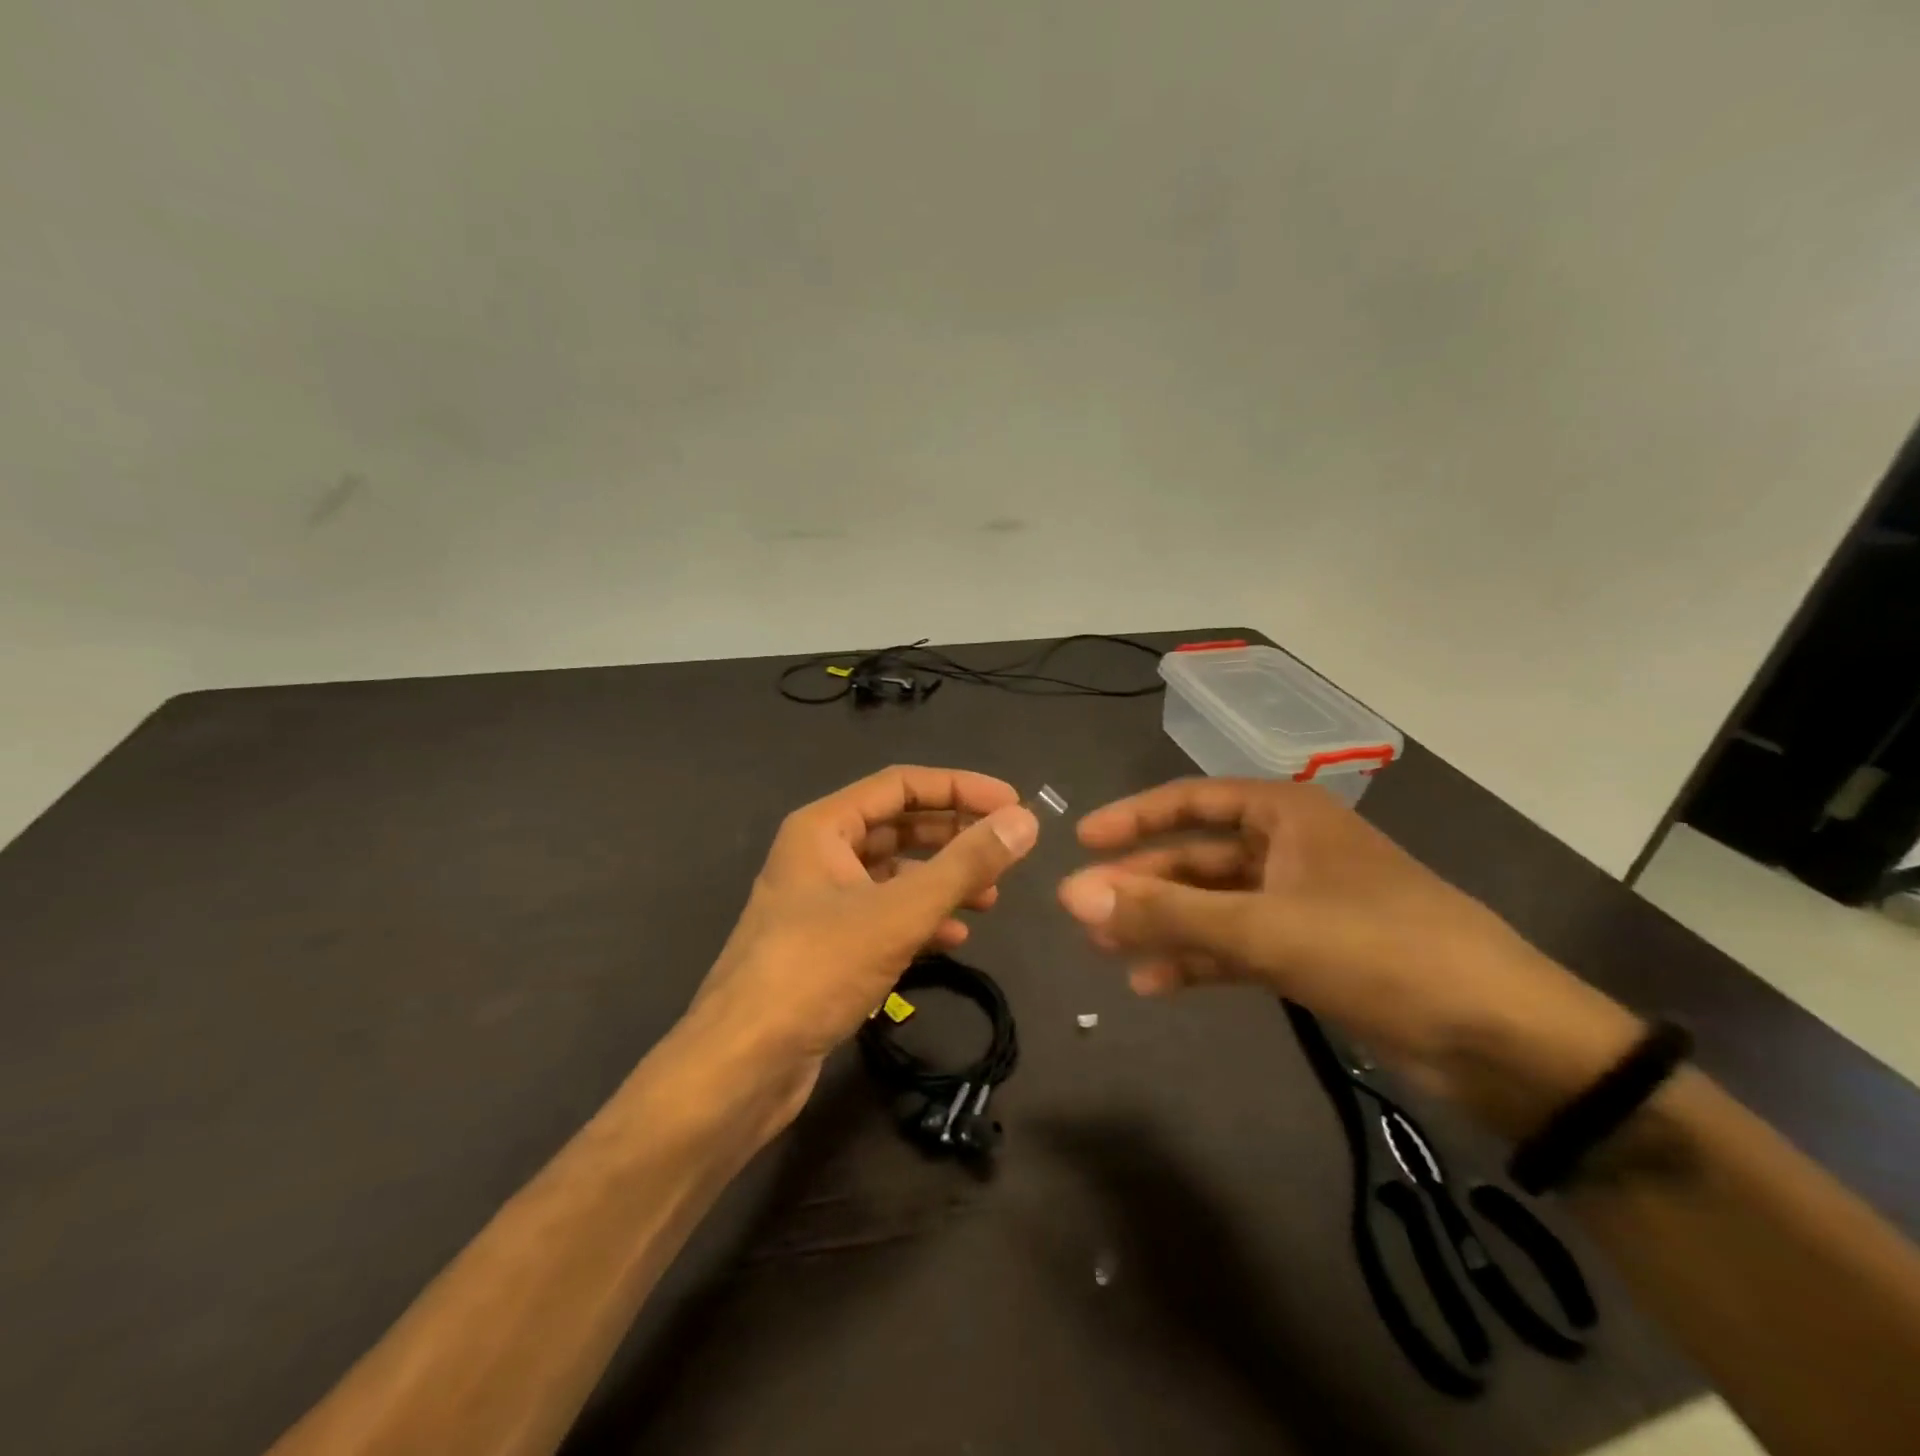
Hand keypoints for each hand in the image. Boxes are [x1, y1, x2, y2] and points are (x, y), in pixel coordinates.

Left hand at [687, 766, 1038, 1113]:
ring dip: (942, 881)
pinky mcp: (826, 946)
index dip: (960, 788)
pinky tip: (953, 938)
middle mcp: (819, 855)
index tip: (1013, 805)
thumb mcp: (899, 913)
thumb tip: (1024, 821)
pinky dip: (920, 920)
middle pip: (899, 827)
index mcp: (823, 827)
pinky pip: (883, 916)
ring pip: (893, 875)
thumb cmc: (815, 970)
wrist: (741, 1066)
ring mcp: (820, 902)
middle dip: (954, 836)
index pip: (902, 785)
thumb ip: (965, 864)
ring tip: (991, 898)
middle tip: (1006, 851)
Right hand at [1057, 778, 1640, 1130]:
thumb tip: (1072, 893)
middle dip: (1141, 885)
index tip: (1081, 841)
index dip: (1133, 819)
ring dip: (1162, 926)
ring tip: (1105, 949)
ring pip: (1212, 906)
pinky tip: (1153, 983)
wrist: (1503, 1041)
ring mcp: (1300, 904)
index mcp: (1286, 815)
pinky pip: (1236, 946)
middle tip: (1083, 911)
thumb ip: (1165, 913)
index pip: (1191, 801)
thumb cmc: (1380, 951)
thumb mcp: (1263, 928)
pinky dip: (1196, 961)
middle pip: (1196, 859)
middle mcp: (1289, 850)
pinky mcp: (1310, 953)